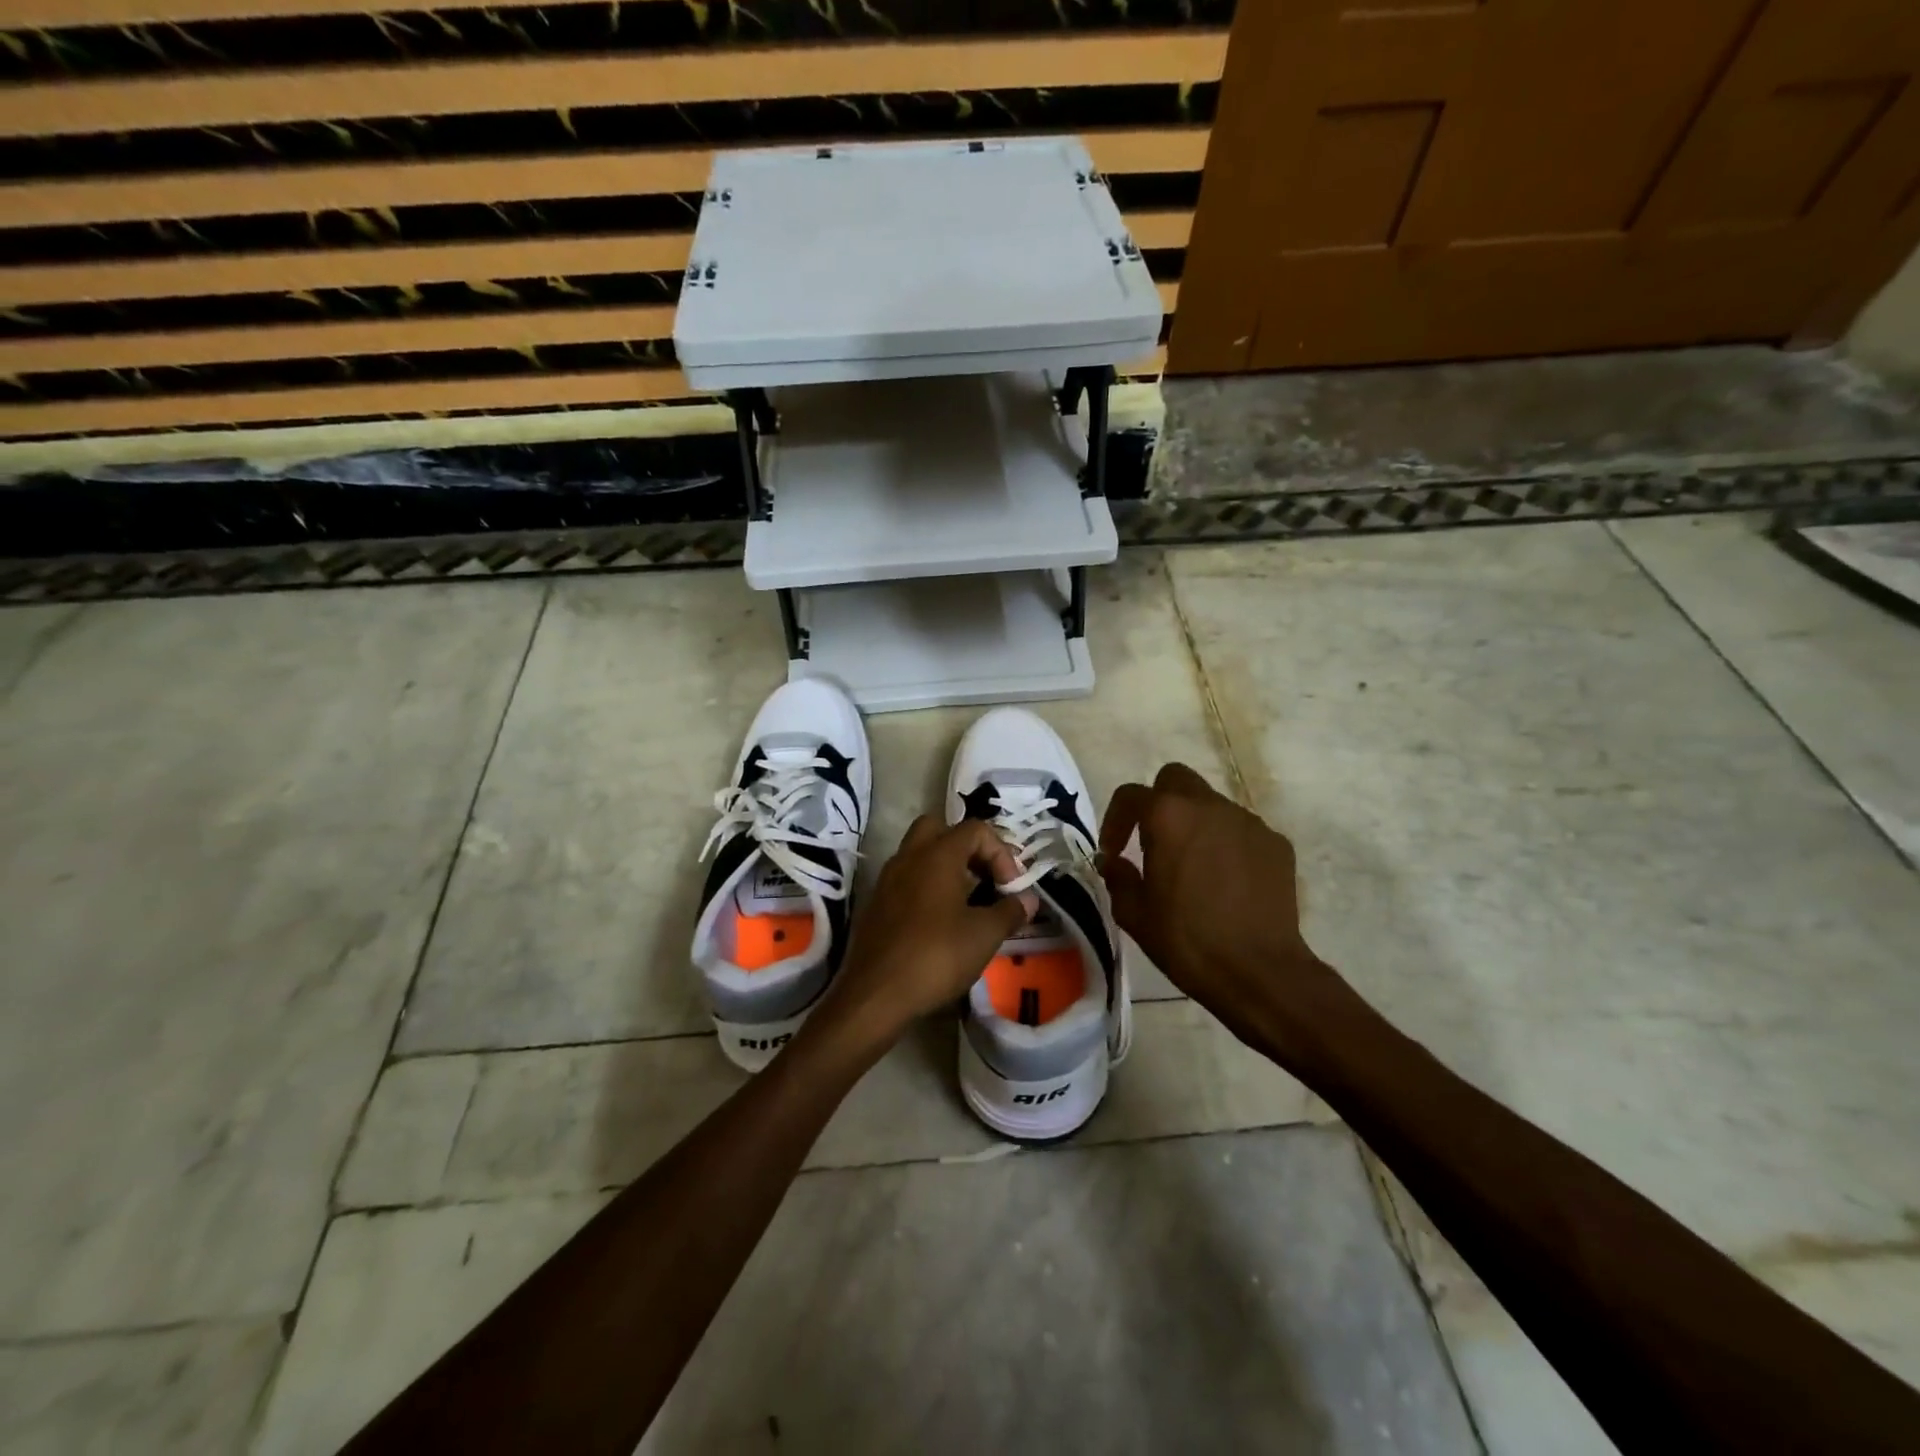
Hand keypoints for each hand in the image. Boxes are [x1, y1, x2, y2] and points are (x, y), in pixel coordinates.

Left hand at [823, 816, 1036, 1042]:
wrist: (876, 993)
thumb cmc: (936, 956)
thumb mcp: (984, 935)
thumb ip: (1010, 911)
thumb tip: (1027, 900)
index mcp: (937, 855)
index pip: (975, 829)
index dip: (1001, 853)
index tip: (1010, 888)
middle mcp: (909, 857)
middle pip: (940, 830)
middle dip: (968, 849)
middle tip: (984, 878)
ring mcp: (888, 879)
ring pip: (920, 854)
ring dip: (946, 868)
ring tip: (968, 901)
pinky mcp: (877, 903)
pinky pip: (907, 879)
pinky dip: (927, 887)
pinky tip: (942, 920)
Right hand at [1100, 763, 1343, 1051]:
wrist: (1260, 972)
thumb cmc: (1187, 941)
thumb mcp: (1134, 914)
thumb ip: (1118, 877)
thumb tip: (1115, 862)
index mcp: (1168, 817)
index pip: (1130, 795)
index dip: (1114, 819)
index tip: (1113, 851)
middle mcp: (1209, 806)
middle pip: (1175, 780)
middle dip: (1158, 802)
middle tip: (1152, 841)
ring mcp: (1248, 822)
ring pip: (1211, 804)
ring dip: (1194, 824)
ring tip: (1192, 865)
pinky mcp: (1276, 843)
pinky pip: (1241, 831)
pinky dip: (1226, 844)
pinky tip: (1225, 881)